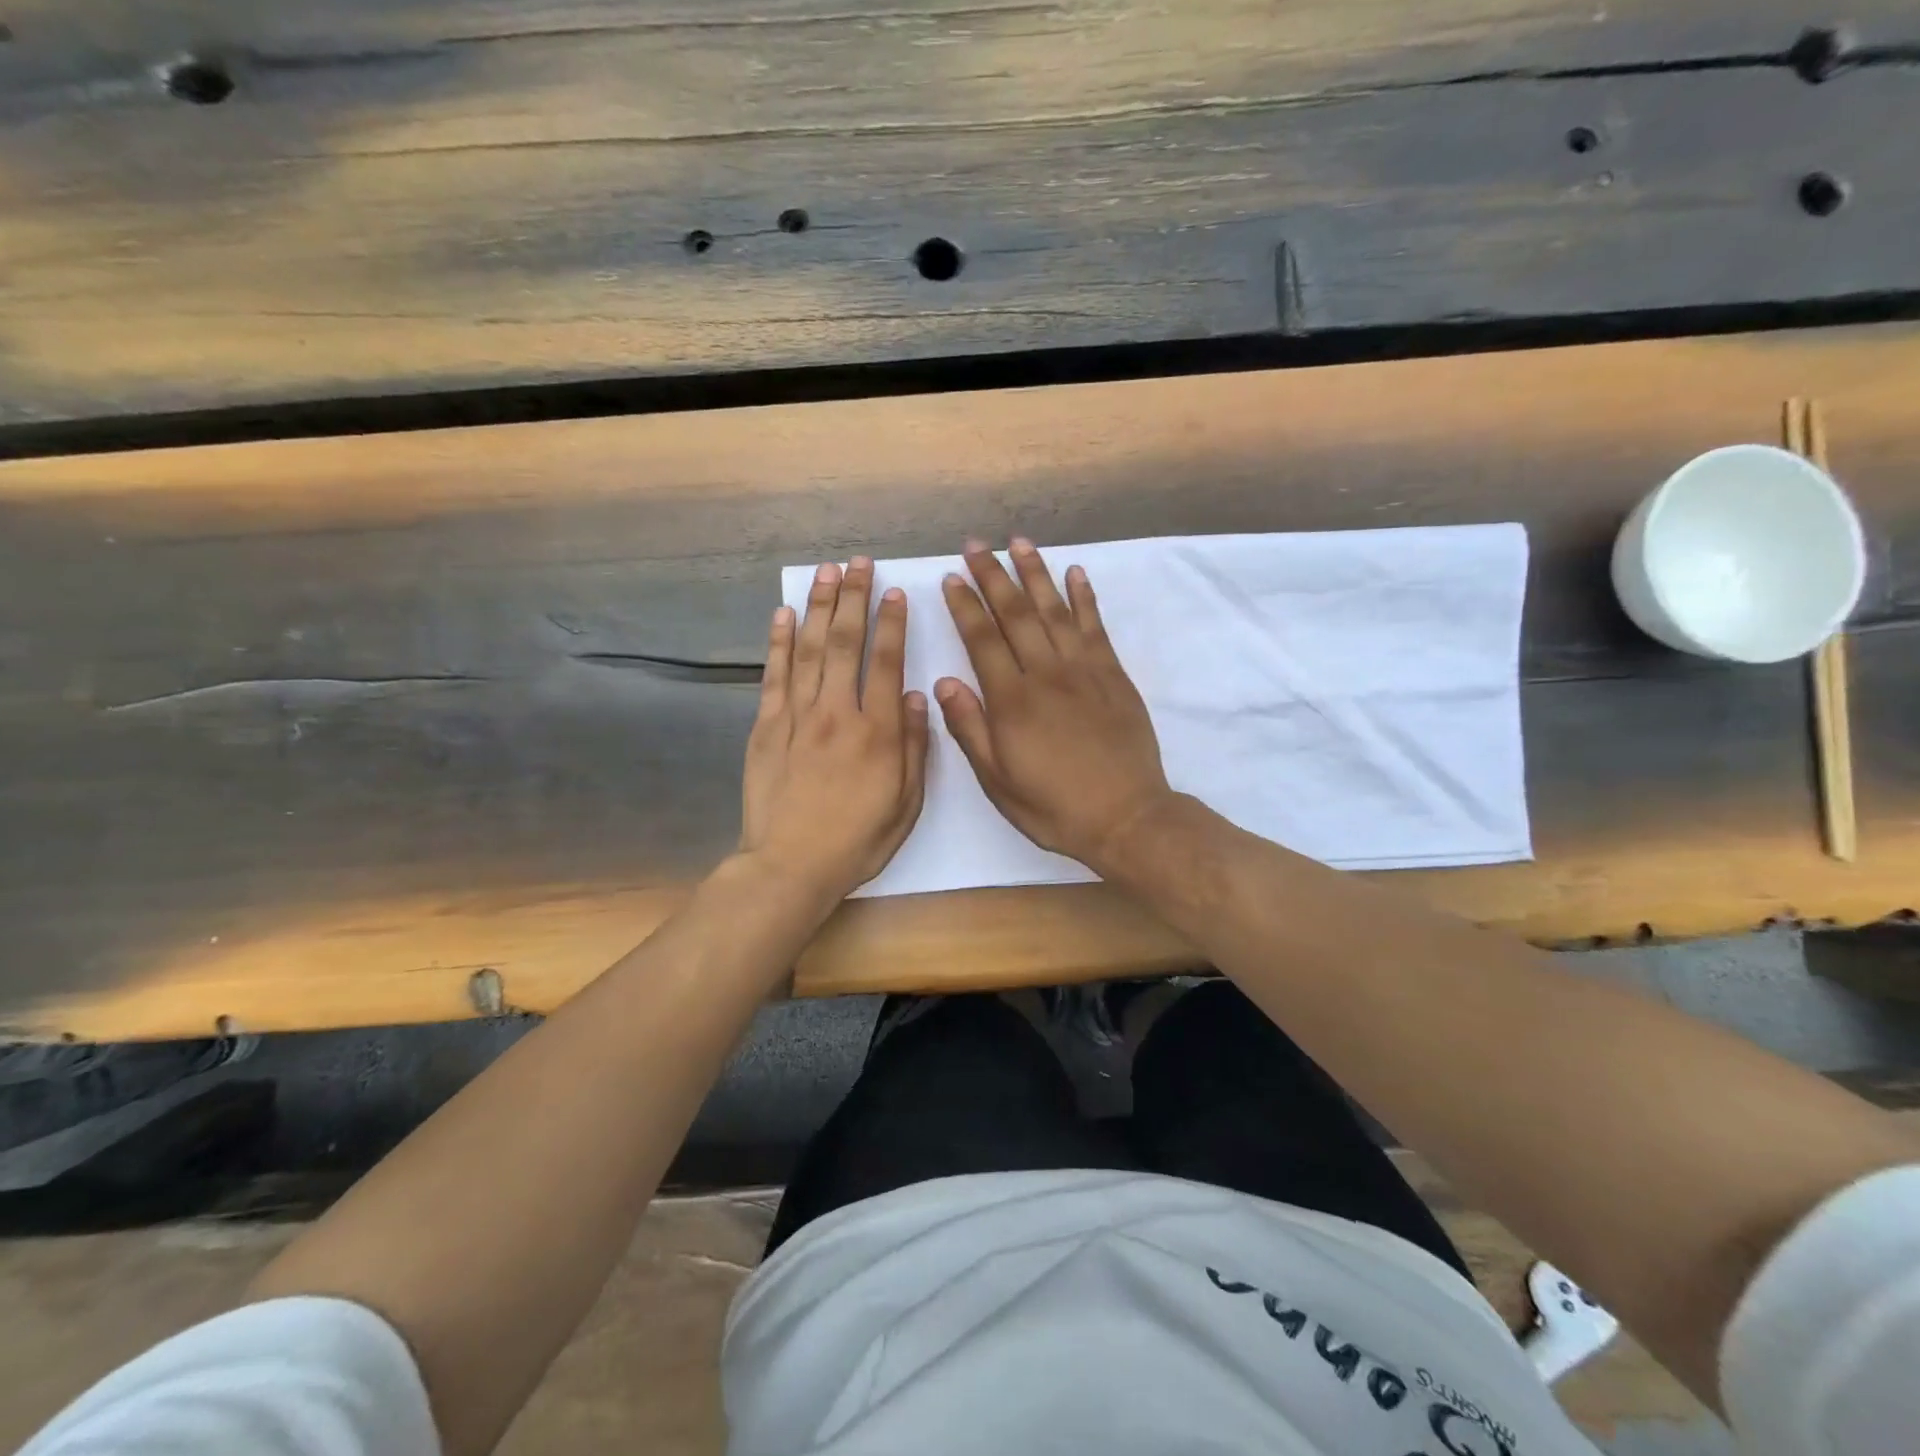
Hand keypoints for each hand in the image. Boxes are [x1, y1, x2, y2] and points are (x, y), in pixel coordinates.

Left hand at [740, 558, 929, 905]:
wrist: (790, 866)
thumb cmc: (857, 840)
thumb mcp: (906, 803)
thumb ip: (914, 746)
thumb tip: (918, 696)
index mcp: (877, 732)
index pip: (887, 663)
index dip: (892, 624)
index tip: (894, 593)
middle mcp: (837, 713)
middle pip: (844, 643)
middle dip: (852, 599)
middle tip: (856, 563)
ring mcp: (797, 717)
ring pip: (808, 649)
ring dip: (817, 607)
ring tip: (824, 572)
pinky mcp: (766, 727)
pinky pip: (773, 675)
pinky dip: (777, 641)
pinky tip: (782, 614)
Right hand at [937, 538, 1173, 871]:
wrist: (1125, 817)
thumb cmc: (1053, 805)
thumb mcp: (998, 781)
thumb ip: (970, 729)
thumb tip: (945, 682)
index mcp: (1012, 701)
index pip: (982, 640)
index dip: (965, 606)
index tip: (951, 577)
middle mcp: (1045, 674)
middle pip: (1016, 614)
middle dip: (993, 576)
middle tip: (976, 545)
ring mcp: (1083, 670)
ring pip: (1054, 610)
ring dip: (1035, 573)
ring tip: (1019, 542)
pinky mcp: (1113, 675)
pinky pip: (1095, 626)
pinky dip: (1084, 597)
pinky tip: (1075, 572)